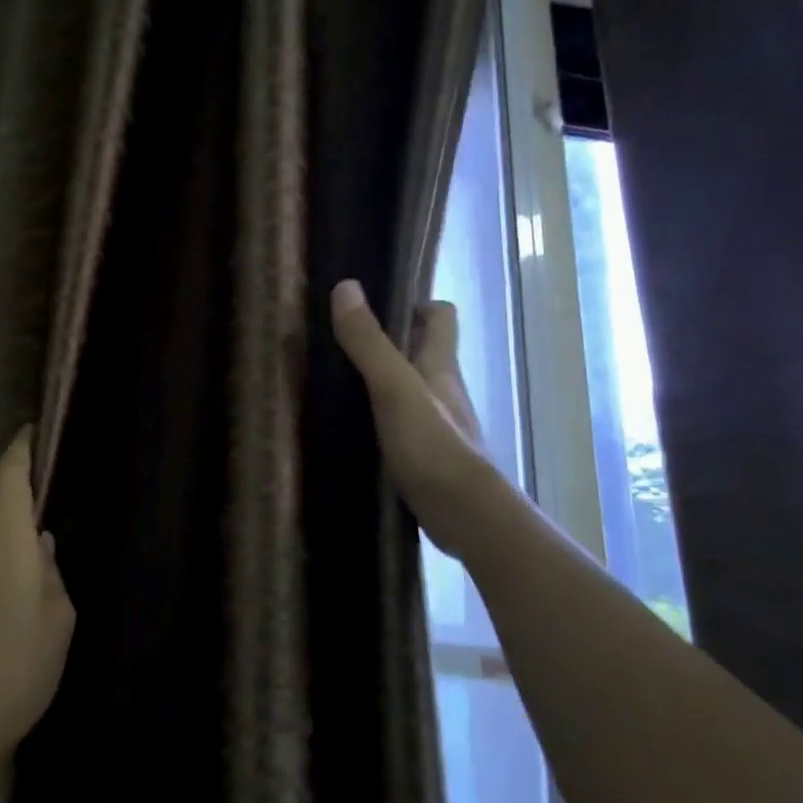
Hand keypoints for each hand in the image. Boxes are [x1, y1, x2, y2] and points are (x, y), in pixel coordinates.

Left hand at [0, 428, 75, 774]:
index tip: (28, 431)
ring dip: (4, 567)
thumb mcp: (58, 620)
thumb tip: (39, 546)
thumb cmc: (19, 669)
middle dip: (21, 537)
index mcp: (3, 544)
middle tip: (43, 582)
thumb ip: (50, 572)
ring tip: (21, 618)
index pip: (7, 478)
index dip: (19, 450)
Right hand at [331, 279, 486, 554]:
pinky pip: (403, 424)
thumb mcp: (393, 387)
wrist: (464, 515)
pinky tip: (353, 426)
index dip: (417, 303)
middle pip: (423, 352)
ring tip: (339, 381)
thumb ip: (369, 342)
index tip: (380, 303)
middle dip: (391, 341)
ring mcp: (437, 425)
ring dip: (383, 381)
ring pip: (411, 390)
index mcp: (441, 366)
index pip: (441, 316)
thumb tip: (346, 287)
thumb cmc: (433, 444)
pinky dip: (382, 418)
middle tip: (344, 340)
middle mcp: (443, 390)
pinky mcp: (426, 456)